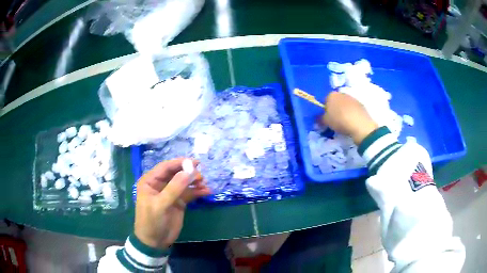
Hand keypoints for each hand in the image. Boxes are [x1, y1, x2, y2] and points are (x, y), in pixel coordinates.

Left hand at [134, 158, 210, 248]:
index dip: (179, 163)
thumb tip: (188, 172)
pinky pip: (189, 193)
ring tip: (204, 184)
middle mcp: (160, 184)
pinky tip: (207, 192)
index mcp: (150, 181)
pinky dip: (198, 192)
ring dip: (195, 182)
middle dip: (188, 173)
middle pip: (176, 173)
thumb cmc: (152, 221)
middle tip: (200, 176)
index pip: (165, 167)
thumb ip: (174, 188)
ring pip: (184, 183)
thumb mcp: (160, 205)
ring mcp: (170, 193)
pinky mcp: (179, 202)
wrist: (155, 241)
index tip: (194, 162)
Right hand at [320, 92, 377, 144]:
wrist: (359, 124)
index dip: (325, 110)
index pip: (325, 101)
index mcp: (331, 95)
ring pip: (345, 104)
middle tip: (334, 120)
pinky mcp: (360, 104)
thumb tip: (318, 119)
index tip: (326, 118)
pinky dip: (351, 113)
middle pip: (336, 101)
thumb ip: (320, 119)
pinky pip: (353, 109)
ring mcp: (352, 98)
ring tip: (344, 122)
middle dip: (334, 109)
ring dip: (344, 111)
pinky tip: (351, 122)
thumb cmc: (339, 120)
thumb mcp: (325, 121)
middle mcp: (341, 93)